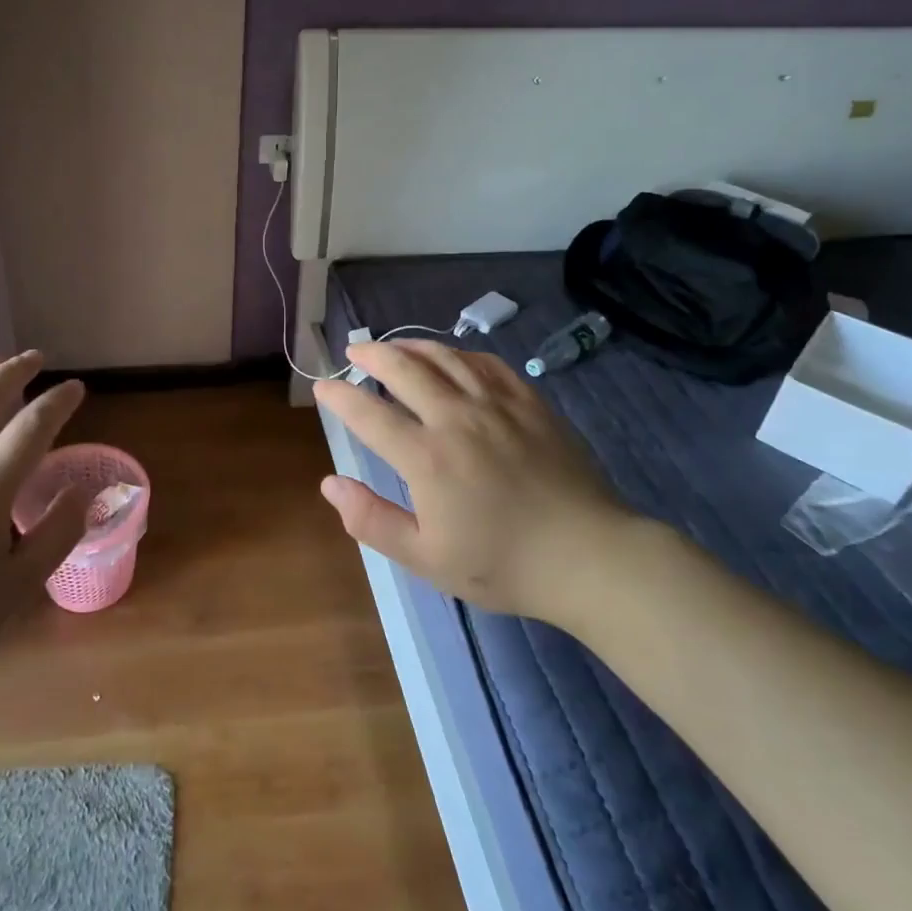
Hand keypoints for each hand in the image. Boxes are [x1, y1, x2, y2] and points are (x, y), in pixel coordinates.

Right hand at [313, 340, 637, 626]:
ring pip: (444, 357)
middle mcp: (456, 418)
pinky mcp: (529, 403)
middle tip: (354, 351)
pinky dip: (460, 355)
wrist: (588, 557)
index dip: (339, 396)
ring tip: (393, 346)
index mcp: (426, 457)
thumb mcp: (426, 558)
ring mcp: (496, 404)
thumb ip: (371, 519)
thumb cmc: (502, 564)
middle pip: (404, 368)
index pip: (369, 413)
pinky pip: (487, 364)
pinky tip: (452, 358)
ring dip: (411, 346)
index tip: (322, 386)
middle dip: (371, 354)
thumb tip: (330, 484)